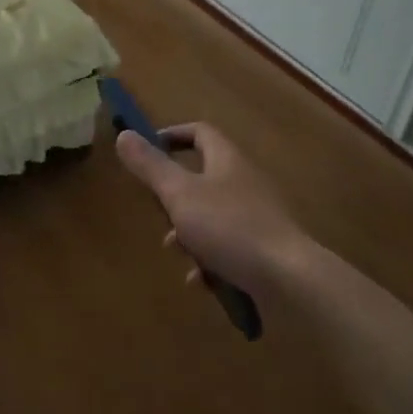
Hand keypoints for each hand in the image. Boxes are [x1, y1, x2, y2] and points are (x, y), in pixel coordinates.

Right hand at [114, 122, 310, 295]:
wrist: (287, 276)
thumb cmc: (229, 227)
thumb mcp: (180, 194)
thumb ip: (151, 167)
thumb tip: (124, 134)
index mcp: (227, 160)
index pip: (200, 132)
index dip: (173, 135)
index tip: (148, 150)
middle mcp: (244, 181)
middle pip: (202, 177)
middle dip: (174, 197)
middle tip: (159, 212)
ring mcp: (256, 215)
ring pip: (211, 215)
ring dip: (189, 232)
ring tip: (176, 250)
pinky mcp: (262, 247)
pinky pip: (227, 246)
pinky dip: (209, 260)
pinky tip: (200, 281)